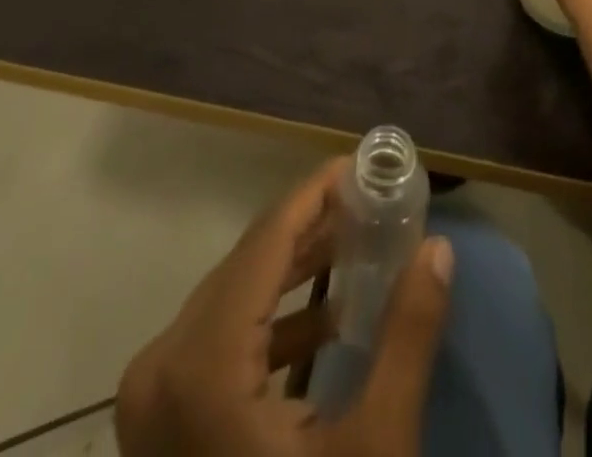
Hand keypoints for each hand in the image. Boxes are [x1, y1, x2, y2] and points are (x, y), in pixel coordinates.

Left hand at [116, 158, 453, 456]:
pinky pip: (219, 335)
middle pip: (248, 262)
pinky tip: (324, 319)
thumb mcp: (375, 450)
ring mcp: (151, 395)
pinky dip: (270, 317)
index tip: (360, 163)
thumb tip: (439, 250)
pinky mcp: (159, 418)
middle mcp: (161, 363)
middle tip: (370, 203)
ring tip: (356, 246)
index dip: (315, 193)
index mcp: (202, 364)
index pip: (266, 240)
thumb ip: (408, 337)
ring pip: (233, 294)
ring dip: (294, 269)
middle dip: (312, 228)